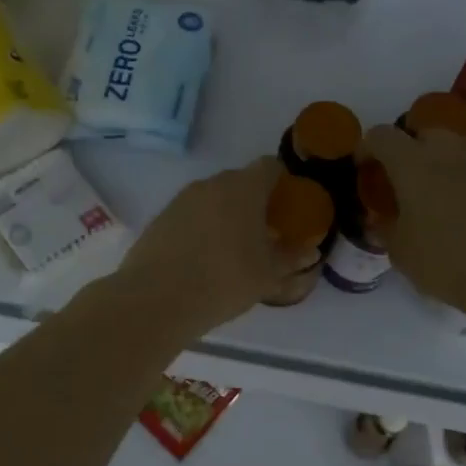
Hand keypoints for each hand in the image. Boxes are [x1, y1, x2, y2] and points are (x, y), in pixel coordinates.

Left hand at [115, 158, 319, 336]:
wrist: (156, 299)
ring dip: (228, 215)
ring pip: (214, 198)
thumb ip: (291, 258)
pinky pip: (192, 214)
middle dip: (256, 202)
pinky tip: (205, 258)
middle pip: (241, 182)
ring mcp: (182, 198)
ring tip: (235, 249)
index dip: (283, 182)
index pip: (270, 166)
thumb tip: (309, 250)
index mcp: (243, 187)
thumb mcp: (268, 274)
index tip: (290, 207)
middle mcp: (212, 183)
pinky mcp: (162, 217)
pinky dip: (203, 227)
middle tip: (266, 233)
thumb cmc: (224, 279)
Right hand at [363, 124, 465, 315]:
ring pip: (450, 149)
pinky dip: (462, 179)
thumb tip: (381, 219)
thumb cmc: (449, 261)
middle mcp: (447, 150)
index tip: (363, 168)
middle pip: (420, 134)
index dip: (366, 148)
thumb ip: (386, 228)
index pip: (381, 136)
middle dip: (406, 151)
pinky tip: (461, 210)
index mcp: (412, 162)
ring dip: (436, 163)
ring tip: (431, 196)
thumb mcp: (402, 252)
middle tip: (399, 182)